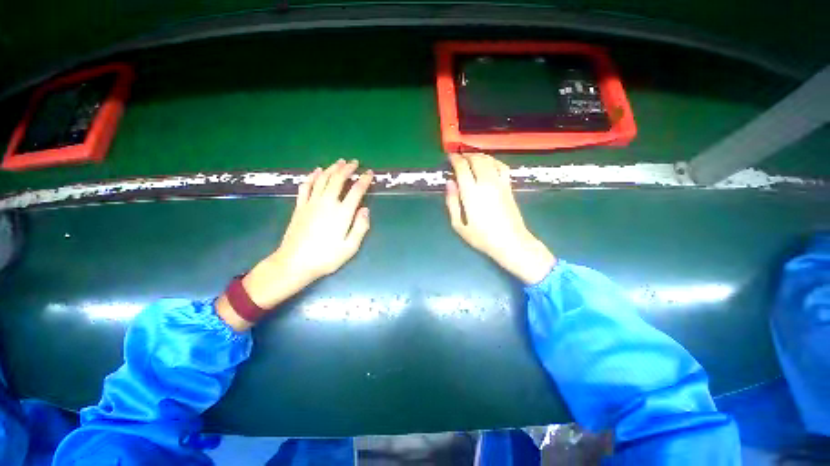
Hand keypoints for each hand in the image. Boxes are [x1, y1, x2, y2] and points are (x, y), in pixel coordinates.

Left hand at [217, 160, 372, 329]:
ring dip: (332, 168)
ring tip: (339, 162)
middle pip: (338, 179)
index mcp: (342, 213)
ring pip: (323, 179)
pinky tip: (317, 171)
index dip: (364, 180)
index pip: (356, 191)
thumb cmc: (326, 258)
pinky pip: (306, 186)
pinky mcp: (300, 206)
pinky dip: (312, 176)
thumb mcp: (350, 247)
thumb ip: (360, 227)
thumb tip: (365, 209)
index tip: (369, 173)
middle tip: (354, 162)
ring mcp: (311, 203)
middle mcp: (327, 203)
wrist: (294, 263)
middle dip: (347, 169)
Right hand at [445, 153, 555, 284]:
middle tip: (459, 157)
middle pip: (476, 160)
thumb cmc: (482, 237)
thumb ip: (452, 202)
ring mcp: (500, 183)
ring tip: (471, 157)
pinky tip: (489, 163)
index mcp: (471, 193)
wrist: (511, 242)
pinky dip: (493, 160)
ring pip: (489, 160)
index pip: (462, 167)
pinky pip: (502, 166)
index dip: (455, 159)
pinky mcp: (508, 186)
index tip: (450, 157)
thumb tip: (449, 183)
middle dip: (466, 155)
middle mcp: (486, 183)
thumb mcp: (459, 225)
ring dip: (479, 155)